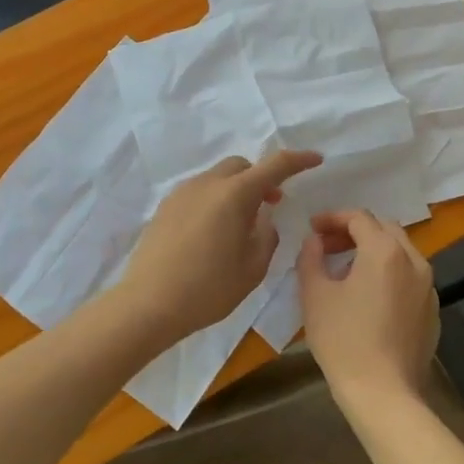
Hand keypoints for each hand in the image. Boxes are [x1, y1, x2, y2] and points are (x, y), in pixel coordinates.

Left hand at [116, 151, 321, 342]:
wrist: (148, 304)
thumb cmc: (208, 288)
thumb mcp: (253, 268)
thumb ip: (266, 236)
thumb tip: (261, 220)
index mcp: (235, 194)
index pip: (275, 166)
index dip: (299, 160)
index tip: (316, 159)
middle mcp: (207, 184)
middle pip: (242, 166)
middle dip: (261, 178)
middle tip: (272, 204)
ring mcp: (182, 193)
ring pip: (218, 178)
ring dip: (237, 190)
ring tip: (241, 223)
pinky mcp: (165, 208)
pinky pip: (199, 192)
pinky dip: (215, 200)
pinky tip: (214, 232)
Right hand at [299, 210, 437, 407]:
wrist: (383, 392)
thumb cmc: (343, 340)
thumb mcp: (315, 295)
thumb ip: (311, 257)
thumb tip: (314, 241)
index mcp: (385, 251)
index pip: (359, 218)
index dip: (333, 218)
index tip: (312, 228)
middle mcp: (414, 260)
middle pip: (384, 229)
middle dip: (355, 231)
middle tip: (328, 245)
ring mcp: (428, 286)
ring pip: (401, 252)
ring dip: (374, 250)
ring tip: (347, 269)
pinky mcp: (432, 310)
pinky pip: (410, 277)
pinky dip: (390, 273)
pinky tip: (371, 297)